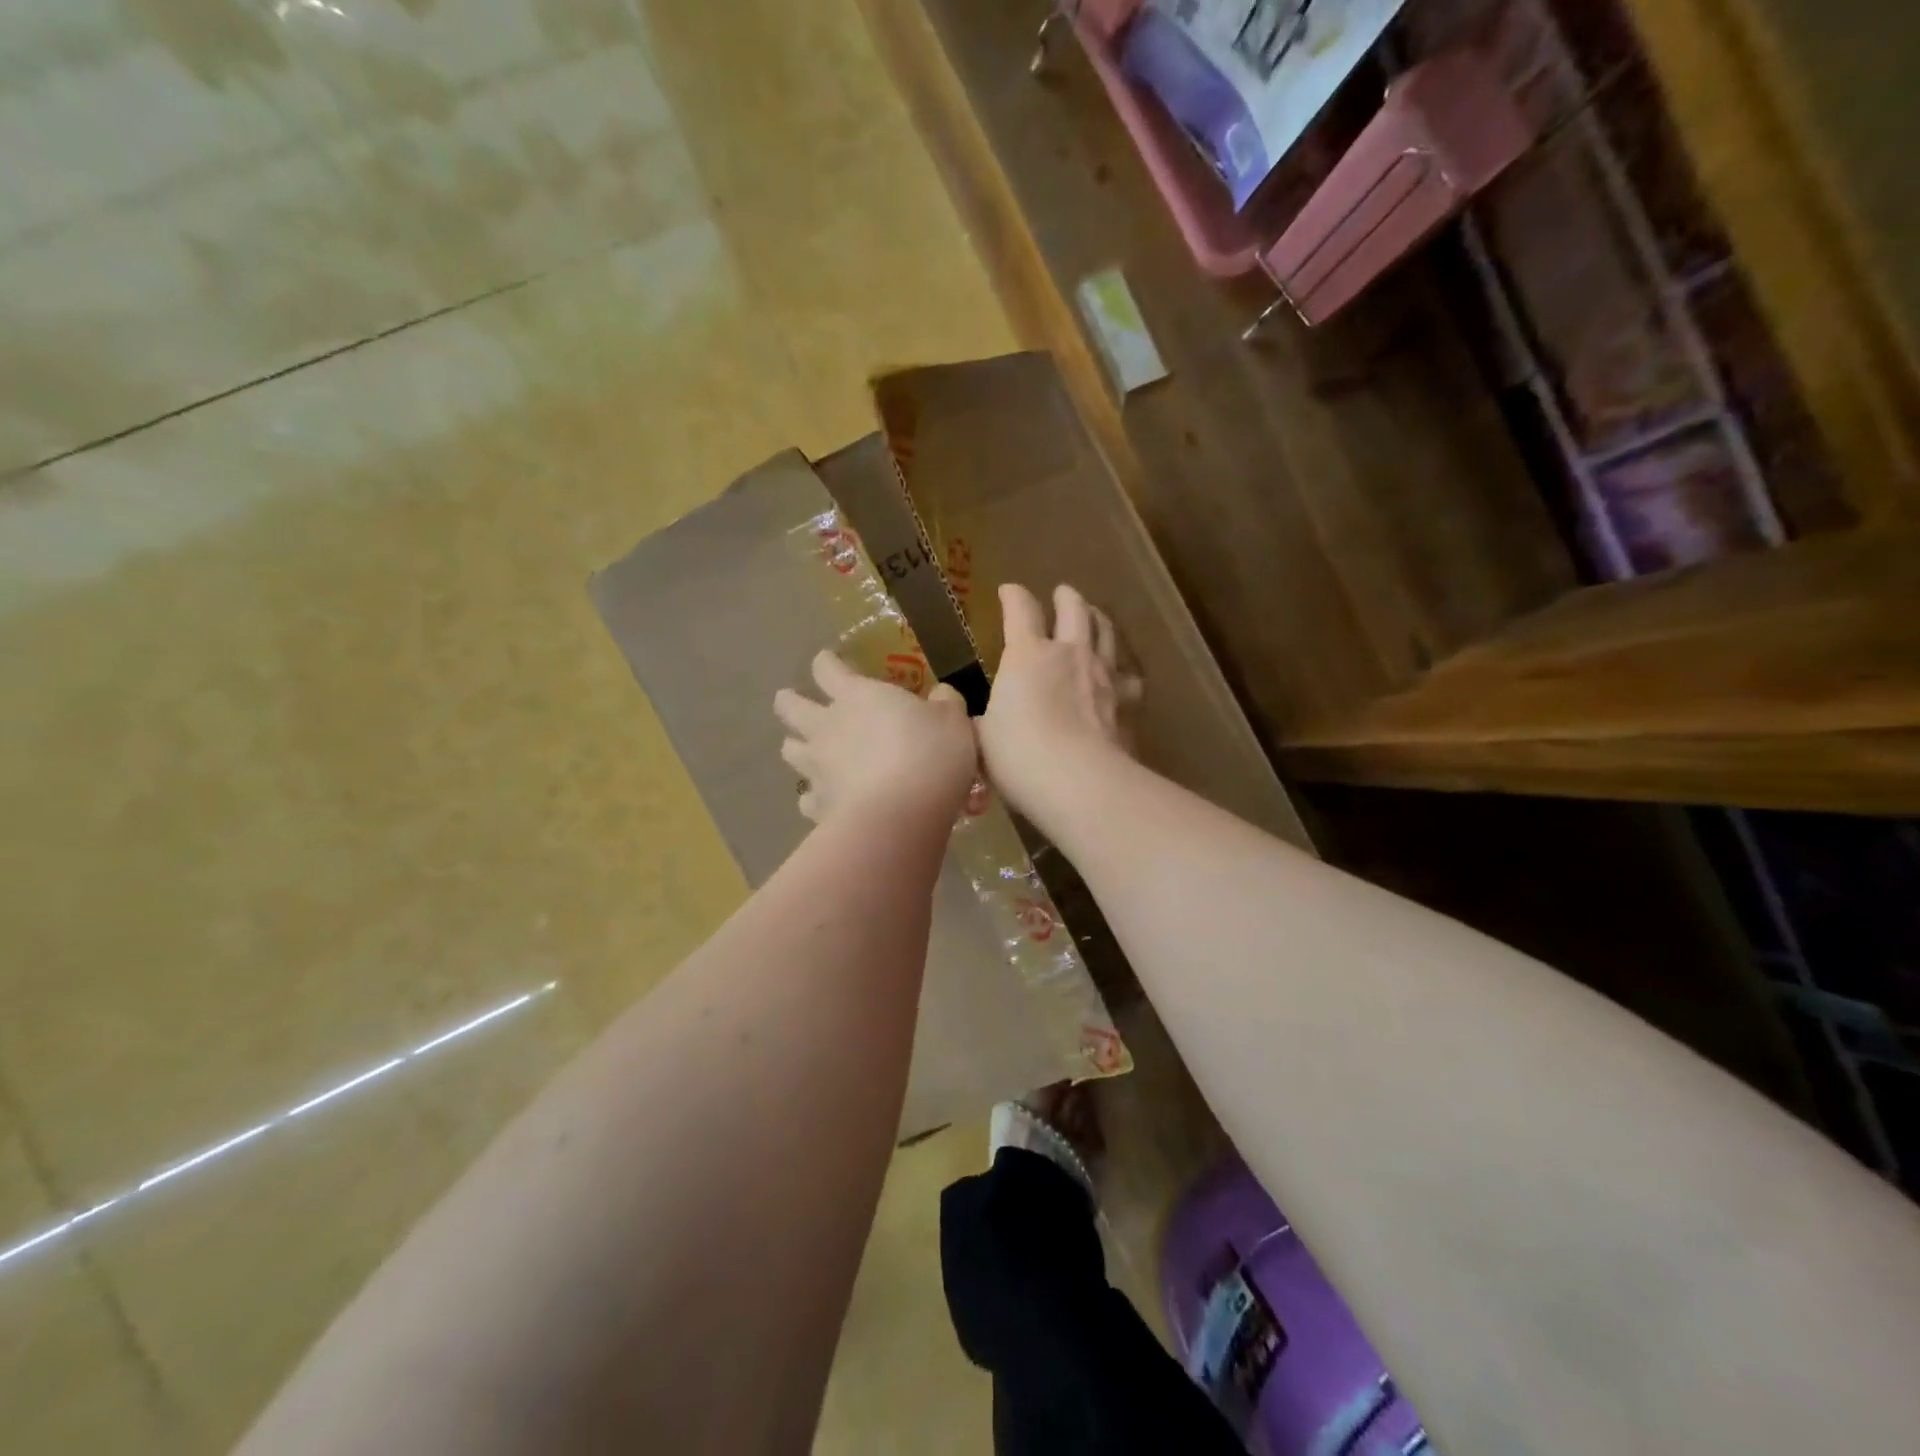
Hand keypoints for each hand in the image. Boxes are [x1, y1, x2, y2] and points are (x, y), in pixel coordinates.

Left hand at [774, 651, 976, 824]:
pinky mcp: (817, 806)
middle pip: (789, 706)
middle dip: (790, 701)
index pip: (826, 668)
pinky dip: (814, 796)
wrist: (900, 816)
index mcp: (856, 696)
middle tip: (798, 704)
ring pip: (789, 749)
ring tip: (811, 751)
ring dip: (797, 746)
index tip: (831, 663)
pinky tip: (829, 800)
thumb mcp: (953, 721)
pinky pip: (807, 797)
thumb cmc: (929, 756)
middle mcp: (827, 726)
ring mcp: (817, 767)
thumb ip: (945, 703)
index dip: (827, 663)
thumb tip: (941, 694)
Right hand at [979, 584, 1139, 827]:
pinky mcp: (1130, 700)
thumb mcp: (982, 739)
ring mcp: (1104, 673)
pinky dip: (1122, 665)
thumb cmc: (1019, 757)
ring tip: (1094, 616)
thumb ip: (981, 723)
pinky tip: (1121, 671)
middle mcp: (1069, 653)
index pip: (1020, 610)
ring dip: (1098, 618)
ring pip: (1106, 631)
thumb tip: (975, 721)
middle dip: (1066, 597)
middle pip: (1073, 609)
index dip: (1013, 596)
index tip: (1008, 592)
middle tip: (1062, 594)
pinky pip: (1129, 672)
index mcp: (1027, 655)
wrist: (1080, 782)